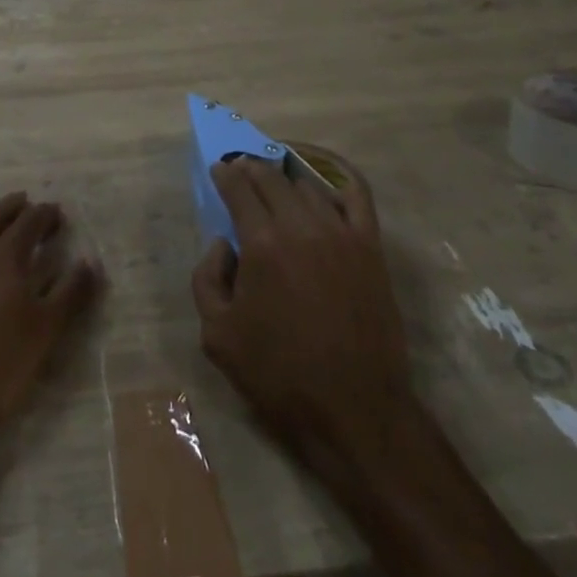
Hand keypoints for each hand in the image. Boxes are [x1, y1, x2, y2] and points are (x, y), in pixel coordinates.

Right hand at [191, 158, 413, 461]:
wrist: (355, 408)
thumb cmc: (280, 375)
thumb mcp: (218, 337)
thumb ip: (207, 279)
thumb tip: (222, 245)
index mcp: (262, 243)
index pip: (239, 188)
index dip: (225, 175)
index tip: (218, 171)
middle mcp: (300, 225)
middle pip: (271, 178)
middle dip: (251, 168)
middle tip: (241, 170)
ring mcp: (340, 232)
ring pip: (307, 185)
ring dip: (285, 178)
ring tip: (276, 182)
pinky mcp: (369, 246)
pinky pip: (355, 194)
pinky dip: (338, 177)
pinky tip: (325, 179)